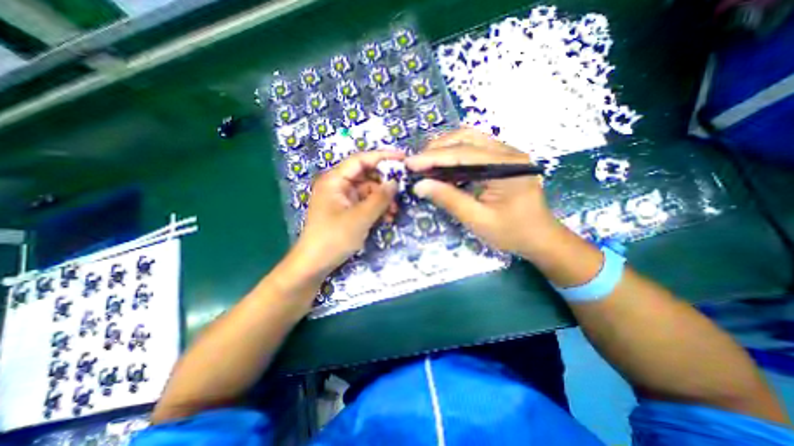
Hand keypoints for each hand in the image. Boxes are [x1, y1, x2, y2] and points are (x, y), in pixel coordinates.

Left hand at [290, 149, 404, 279]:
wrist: (314, 265)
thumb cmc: (333, 238)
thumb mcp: (360, 217)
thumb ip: (380, 198)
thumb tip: (395, 182)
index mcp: (335, 180)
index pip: (361, 160)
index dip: (382, 157)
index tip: (403, 158)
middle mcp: (338, 186)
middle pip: (366, 175)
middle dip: (384, 183)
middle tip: (402, 191)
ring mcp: (342, 199)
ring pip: (368, 191)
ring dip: (382, 199)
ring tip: (394, 211)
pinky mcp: (346, 211)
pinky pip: (365, 204)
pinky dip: (376, 209)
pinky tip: (387, 218)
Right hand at [410, 128, 556, 259]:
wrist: (540, 238)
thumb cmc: (512, 232)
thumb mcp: (477, 220)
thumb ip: (449, 199)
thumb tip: (419, 186)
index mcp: (506, 166)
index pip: (462, 153)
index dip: (432, 157)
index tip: (409, 163)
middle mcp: (508, 151)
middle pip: (466, 137)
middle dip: (437, 148)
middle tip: (416, 163)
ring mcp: (507, 153)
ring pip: (470, 139)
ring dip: (445, 148)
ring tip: (426, 162)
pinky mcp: (503, 160)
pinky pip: (474, 149)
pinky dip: (454, 155)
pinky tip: (443, 166)